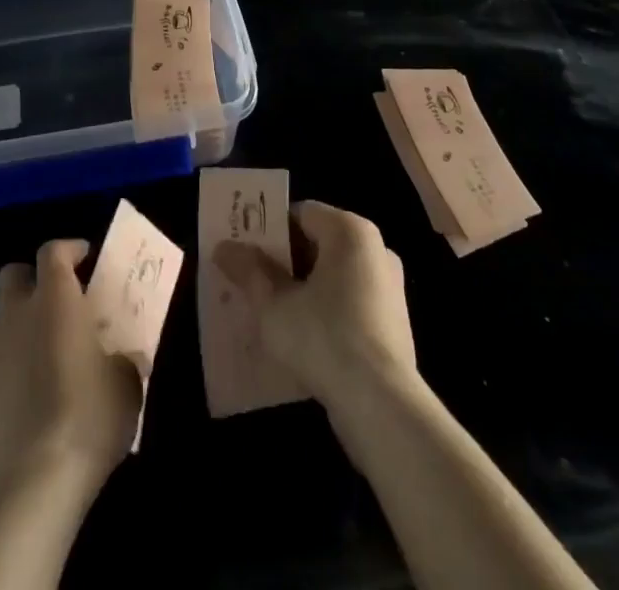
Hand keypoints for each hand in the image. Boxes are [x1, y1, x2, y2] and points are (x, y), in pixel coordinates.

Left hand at [0, 239, 142, 497]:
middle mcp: (18, 314)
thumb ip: (122, 358)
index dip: (69, 249)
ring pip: (3, 319)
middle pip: (14, 275)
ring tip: (48, 351)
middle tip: (58, 299)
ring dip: (22, 324)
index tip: (85, 258)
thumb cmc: (91, 413)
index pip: (53, 251)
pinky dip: (12, 366)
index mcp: (55, 298)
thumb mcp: (126, 382)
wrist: (37, 479)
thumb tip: (123, 358)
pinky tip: (32, 393)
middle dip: (32, 279)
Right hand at [214, 201, 417, 407]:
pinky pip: (350, 303)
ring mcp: (389, 287)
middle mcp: (376, 249)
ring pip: (333, 276)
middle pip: (318, 243)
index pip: (301, 213)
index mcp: (349, 231)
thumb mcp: (273, 304)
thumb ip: (249, 271)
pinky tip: (303, 339)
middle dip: (284, 261)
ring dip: (304, 289)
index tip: (246, 252)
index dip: (270, 229)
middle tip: (253, 282)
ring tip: (272, 313)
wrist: (382, 406)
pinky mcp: (394, 323)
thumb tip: (224, 247)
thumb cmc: (324, 338)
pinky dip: (326, 312)